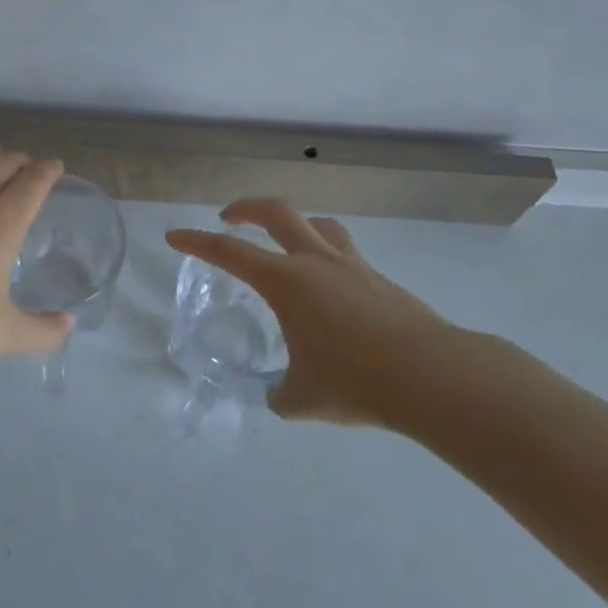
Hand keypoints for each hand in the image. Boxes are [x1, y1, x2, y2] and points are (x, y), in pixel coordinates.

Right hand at [166, 198, 462, 426]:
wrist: (432, 375)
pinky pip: (344, 253)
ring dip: (293, 225)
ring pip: (317, 224)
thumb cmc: (356, 381)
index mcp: (287, 282)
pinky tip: (331, 292)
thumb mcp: (303, 398)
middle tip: (229, 217)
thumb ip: (281, 394)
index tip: (174, 236)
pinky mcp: (380, 279)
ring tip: (285, 243)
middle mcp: (316, 262)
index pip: (230, 253)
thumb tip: (279, 395)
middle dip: (246, 208)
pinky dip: (326, 257)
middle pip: (276, 212)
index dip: (197, 242)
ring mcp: (352, 266)